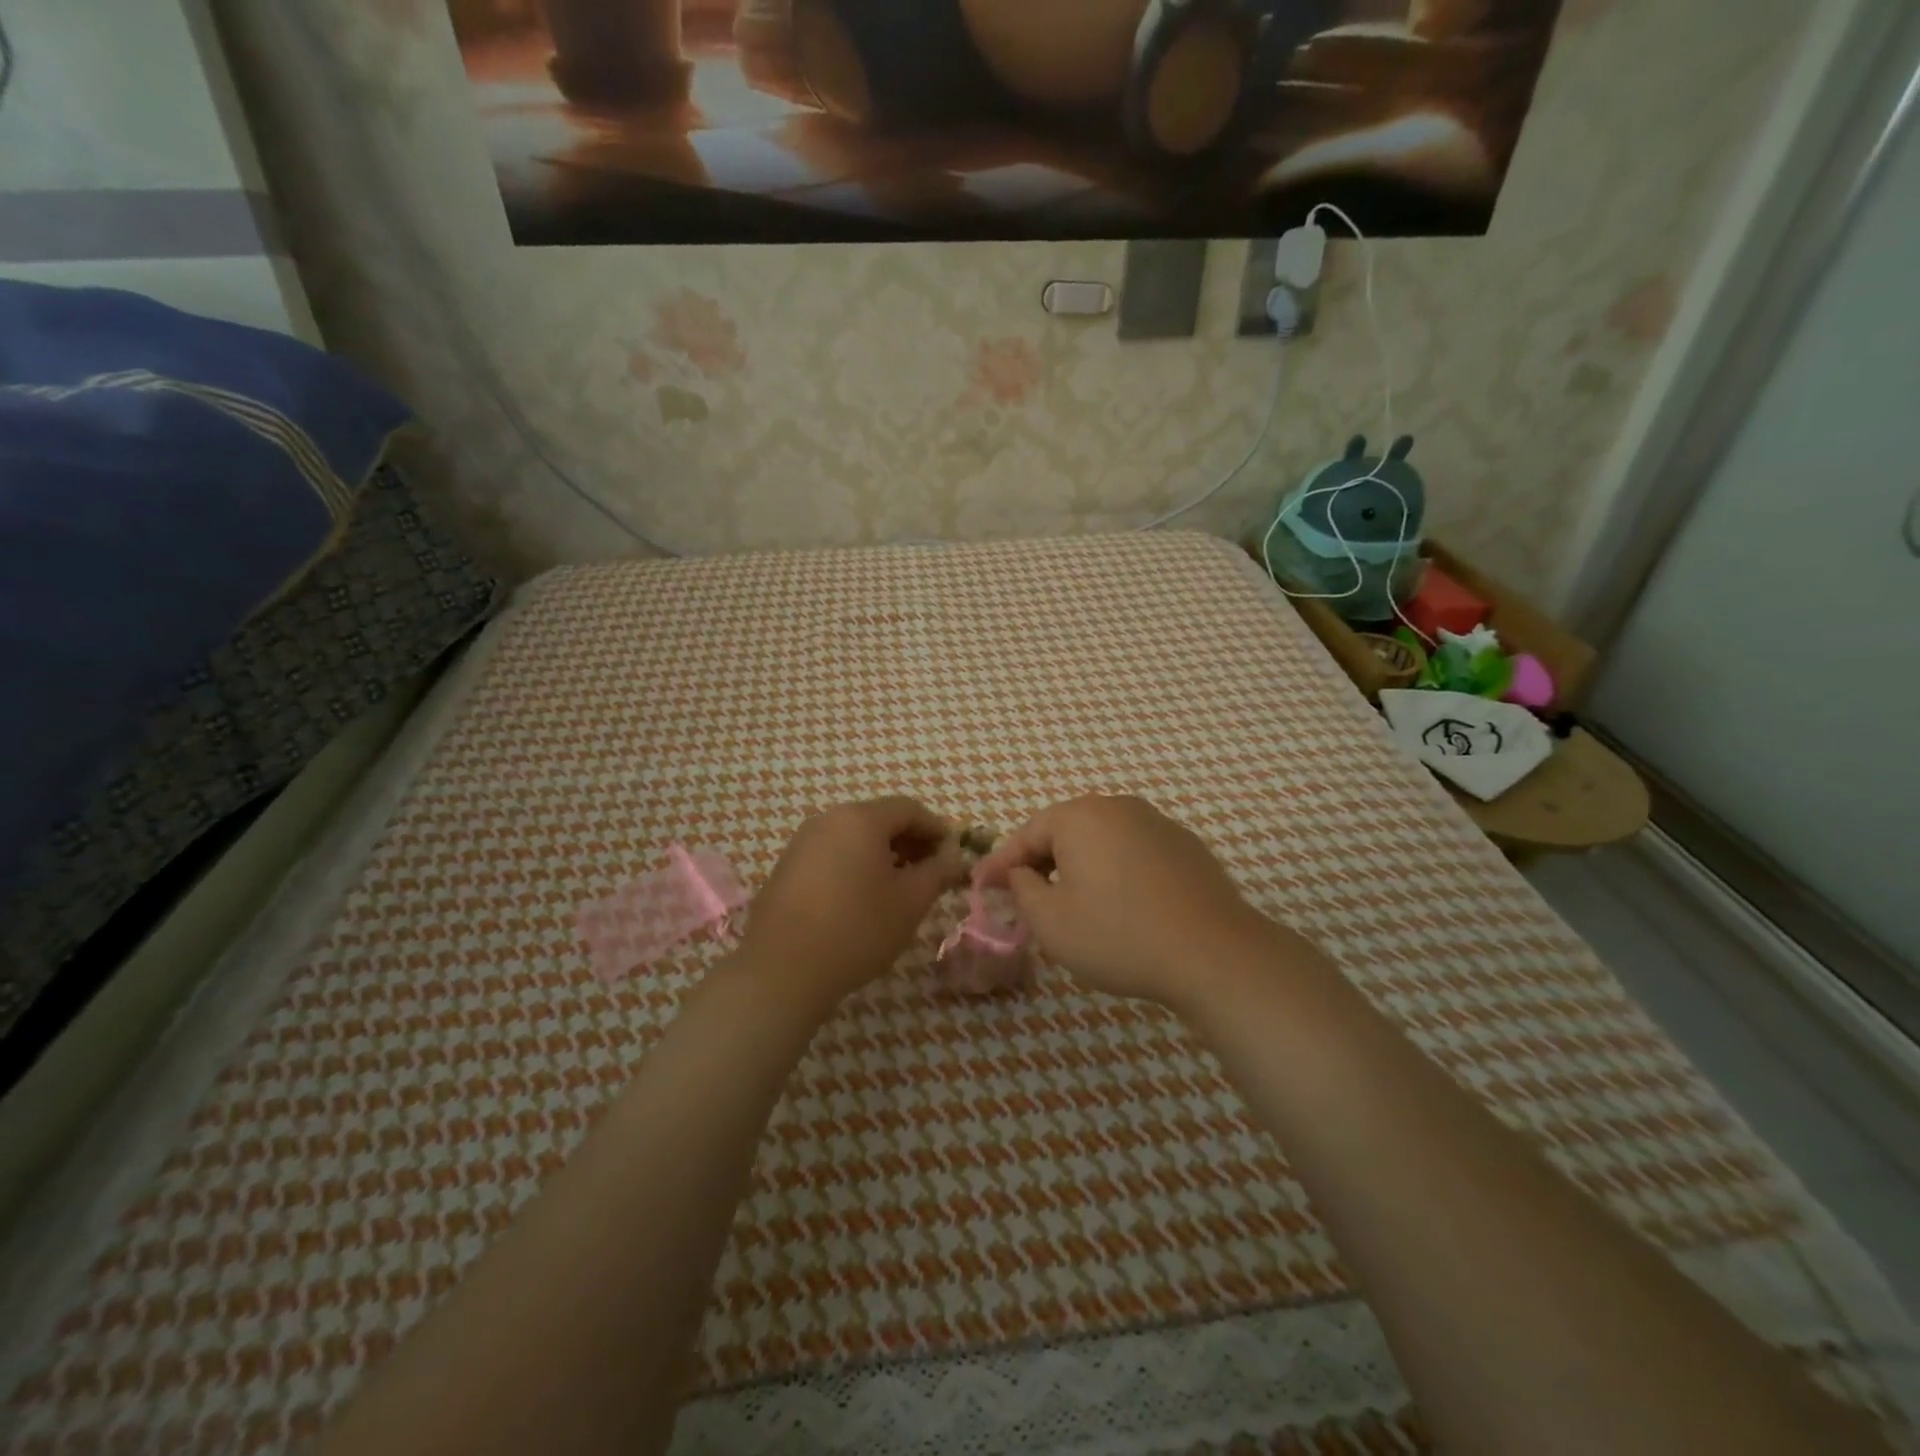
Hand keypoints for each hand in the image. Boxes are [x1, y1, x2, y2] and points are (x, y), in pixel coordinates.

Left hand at [738, 797, 965, 1007]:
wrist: (782, 969)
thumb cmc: (857, 928)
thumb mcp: (910, 902)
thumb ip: (938, 873)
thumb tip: (955, 858)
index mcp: (861, 819)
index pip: (909, 809)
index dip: (936, 829)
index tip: (953, 856)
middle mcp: (829, 819)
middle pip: (880, 819)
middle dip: (910, 842)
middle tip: (930, 874)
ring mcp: (803, 842)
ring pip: (854, 837)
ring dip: (883, 855)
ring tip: (899, 889)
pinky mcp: (787, 867)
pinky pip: (832, 854)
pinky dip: (855, 865)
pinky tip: (862, 899)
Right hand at [974, 795, 1273, 1007]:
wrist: (1213, 953)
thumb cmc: (1119, 935)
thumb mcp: (1051, 921)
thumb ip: (1023, 890)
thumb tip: (1021, 875)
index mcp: (1080, 816)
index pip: (1026, 835)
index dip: (1000, 864)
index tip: (980, 887)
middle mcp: (1118, 807)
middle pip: (1064, 831)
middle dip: (1039, 863)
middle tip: (1022, 896)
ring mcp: (1157, 823)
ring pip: (1101, 841)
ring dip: (1078, 866)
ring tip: (1068, 901)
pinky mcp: (1186, 847)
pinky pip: (1133, 852)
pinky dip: (1114, 871)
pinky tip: (1118, 904)